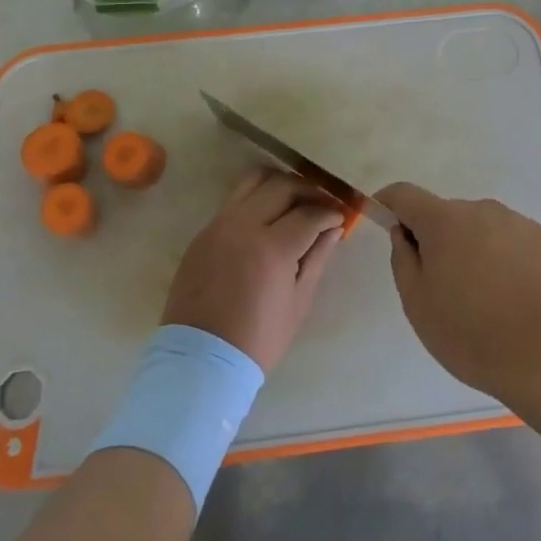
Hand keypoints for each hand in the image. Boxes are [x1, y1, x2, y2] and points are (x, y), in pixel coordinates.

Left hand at [162, 168, 345, 372]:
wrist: (201, 360)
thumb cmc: (258, 339)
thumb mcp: (298, 303)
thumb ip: (317, 258)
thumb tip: (334, 229)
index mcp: (271, 248)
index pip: (308, 214)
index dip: (329, 212)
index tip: (339, 217)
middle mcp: (243, 226)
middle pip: (281, 186)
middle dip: (308, 190)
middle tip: (322, 203)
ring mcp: (218, 225)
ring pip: (253, 181)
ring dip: (279, 183)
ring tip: (294, 199)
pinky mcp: (203, 232)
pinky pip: (233, 200)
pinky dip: (255, 198)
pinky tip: (267, 215)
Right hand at [379, 183, 540, 397]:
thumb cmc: (472, 332)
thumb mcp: (418, 305)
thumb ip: (404, 261)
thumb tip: (403, 234)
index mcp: (444, 221)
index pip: (405, 194)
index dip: (390, 203)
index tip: (385, 220)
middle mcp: (482, 210)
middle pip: (448, 216)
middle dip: (439, 240)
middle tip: (444, 288)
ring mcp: (519, 223)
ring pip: (485, 230)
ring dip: (476, 251)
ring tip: (488, 301)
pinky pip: (516, 244)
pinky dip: (508, 262)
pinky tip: (518, 301)